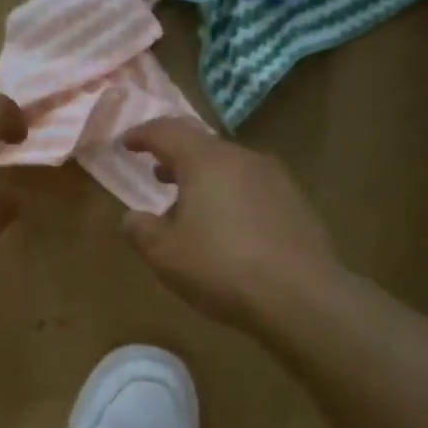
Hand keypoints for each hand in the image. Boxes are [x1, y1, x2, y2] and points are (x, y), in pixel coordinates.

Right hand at [119, 119, 339, 332]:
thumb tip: (133, 217)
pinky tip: (227, 228)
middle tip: (156, 174)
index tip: (126, 143)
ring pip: (229, 167)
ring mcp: (275, 179)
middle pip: (202, 146)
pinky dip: (230, 196)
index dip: (142, 134)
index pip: (167, 131)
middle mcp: (243, 159)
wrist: (301, 296)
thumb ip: (140, 229)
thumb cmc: (221, 268)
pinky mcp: (295, 203)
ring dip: (204, 179)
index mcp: (206, 161)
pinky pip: (251, 188)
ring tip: (189, 206)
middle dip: (175, 158)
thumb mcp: (164, 254)